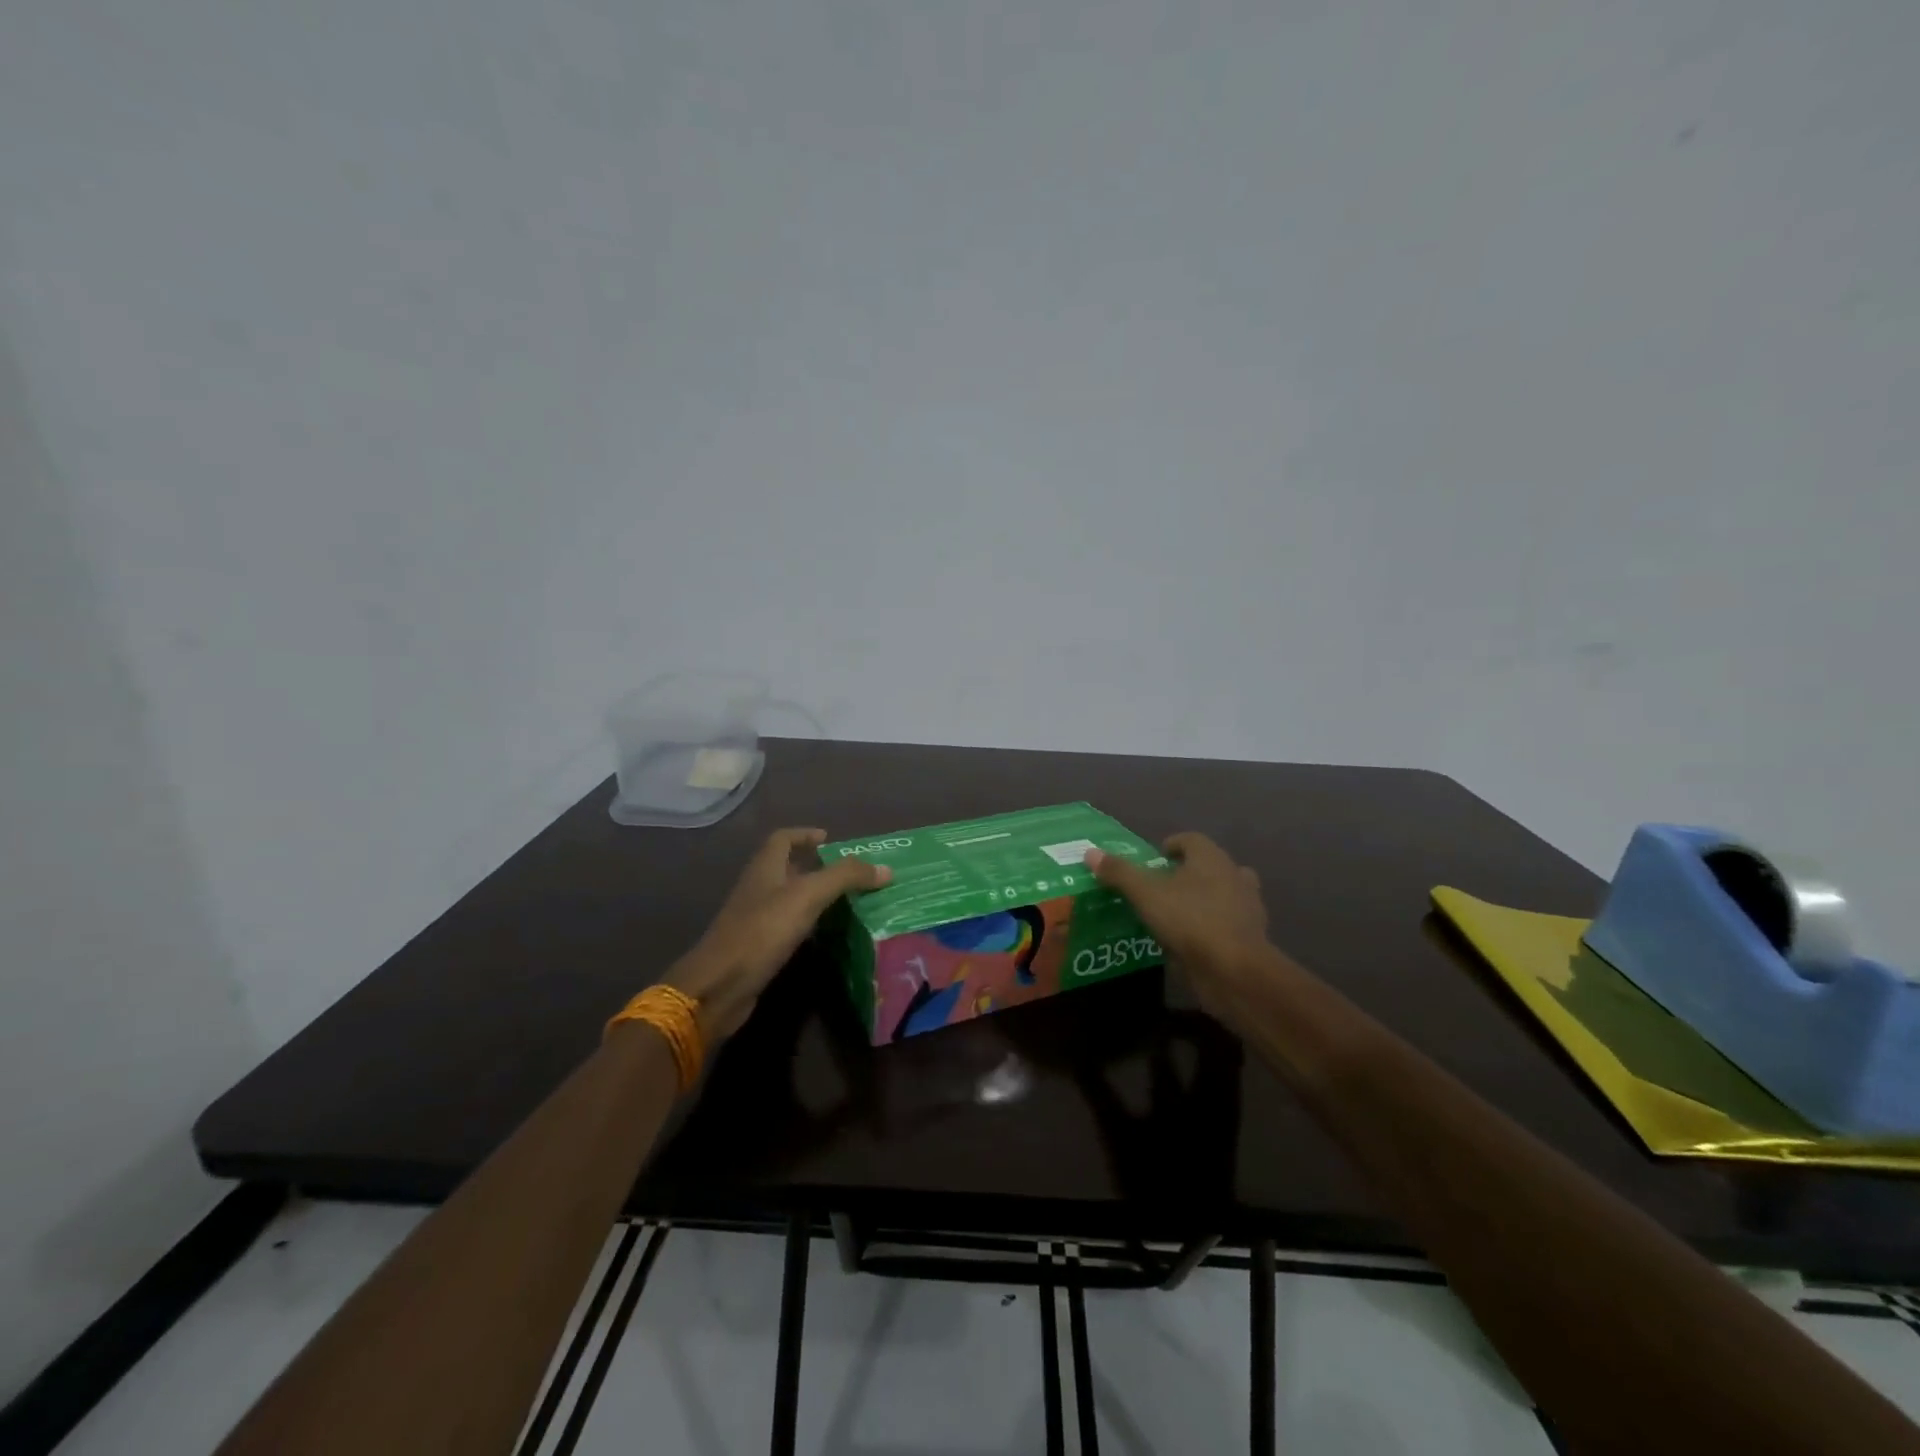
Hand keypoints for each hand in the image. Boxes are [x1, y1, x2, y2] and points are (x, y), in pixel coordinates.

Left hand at [666, 828, 889, 1040]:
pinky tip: (827, 934)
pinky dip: (808, 924)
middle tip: (850, 873)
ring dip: (814, 896)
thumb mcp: (808, 896)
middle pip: (787, 867)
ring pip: (788, 898)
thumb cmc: (762, 930)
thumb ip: (845, 877)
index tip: (830, 839)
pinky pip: (787, 926)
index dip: (805, 834)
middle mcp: (758, 888)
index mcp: (765, 867)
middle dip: (816, 866)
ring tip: (848, 901)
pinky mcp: (758, 947)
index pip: (783, 839)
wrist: (720, 985)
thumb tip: (885, 868)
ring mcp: (755, 919)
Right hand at [1085, 833, 1272, 1021]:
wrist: (1234, 970)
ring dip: (1204, 900)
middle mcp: (1234, 876)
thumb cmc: (1190, 920)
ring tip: (1177, 915)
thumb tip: (1090, 852)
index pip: (1192, 840)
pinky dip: (1212, 927)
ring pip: (1224, 895)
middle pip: (1210, 866)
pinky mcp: (1250, 939)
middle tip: (1163, 887)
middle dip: (1189, 873)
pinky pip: (1227, 924)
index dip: (1172, 845)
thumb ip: (1119, 873)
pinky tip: (1191, 941)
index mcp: (1211, 858)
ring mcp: (1246, 908)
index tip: (1155, 859)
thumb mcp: (1145, 894)